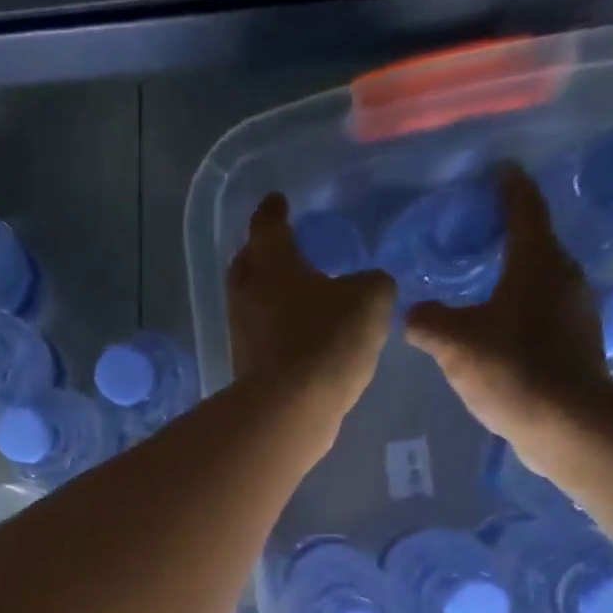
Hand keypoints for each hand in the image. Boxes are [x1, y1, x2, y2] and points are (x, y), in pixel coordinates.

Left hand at [225, 194, 394, 409]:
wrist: (291, 409)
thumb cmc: (327, 340)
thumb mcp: (370, 299)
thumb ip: (371, 283)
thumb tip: (366, 287)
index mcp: (272, 264)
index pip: (268, 225)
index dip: (274, 211)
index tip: (276, 202)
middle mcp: (247, 296)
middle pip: (247, 266)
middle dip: (259, 254)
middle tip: (274, 249)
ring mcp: (242, 337)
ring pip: (250, 305)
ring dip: (265, 297)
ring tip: (290, 294)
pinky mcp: (246, 372)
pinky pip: (259, 340)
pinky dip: (273, 332)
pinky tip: (295, 337)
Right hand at [403, 164, 611, 472]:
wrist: (564, 420)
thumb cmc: (510, 368)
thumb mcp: (454, 343)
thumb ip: (428, 321)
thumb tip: (413, 312)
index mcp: (536, 261)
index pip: (523, 207)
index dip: (508, 186)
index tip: (496, 170)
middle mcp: (563, 276)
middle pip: (534, 243)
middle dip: (507, 236)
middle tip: (476, 237)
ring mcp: (574, 311)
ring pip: (539, 281)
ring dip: (513, 279)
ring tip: (481, 289)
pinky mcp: (575, 343)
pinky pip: (542, 313)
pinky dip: (519, 312)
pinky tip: (498, 334)